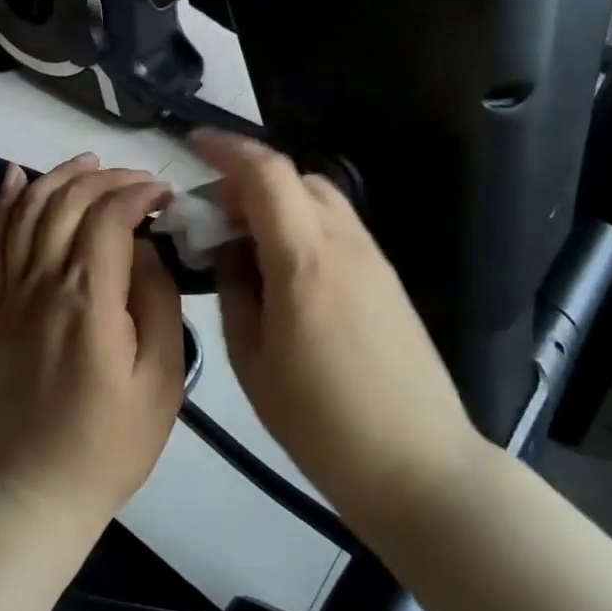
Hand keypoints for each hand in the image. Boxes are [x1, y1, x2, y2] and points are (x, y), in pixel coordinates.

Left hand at [0, 155, 186, 532]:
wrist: (34, 488)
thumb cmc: (110, 442)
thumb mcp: (161, 380)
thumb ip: (157, 303)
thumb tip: (146, 250)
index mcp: (88, 297)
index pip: (108, 215)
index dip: (138, 192)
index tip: (167, 195)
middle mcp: (44, 281)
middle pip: (68, 201)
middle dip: (107, 177)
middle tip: (141, 182)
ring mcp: (14, 291)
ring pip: (29, 210)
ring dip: (60, 176)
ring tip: (91, 162)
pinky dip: (5, 202)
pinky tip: (16, 176)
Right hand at [189, 132, 485, 527]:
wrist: (419, 466)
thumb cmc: (320, 422)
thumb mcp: (252, 359)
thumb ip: (234, 290)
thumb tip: (228, 252)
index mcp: (304, 259)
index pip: (265, 173)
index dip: (226, 148)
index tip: (192, 144)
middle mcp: (343, 242)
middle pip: (293, 176)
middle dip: (246, 179)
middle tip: (212, 214)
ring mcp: (372, 257)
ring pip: (318, 196)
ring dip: (276, 199)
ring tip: (245, 238)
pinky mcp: (387, 276)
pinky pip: (336, 224)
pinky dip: (301, 221)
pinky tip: (283, 264)